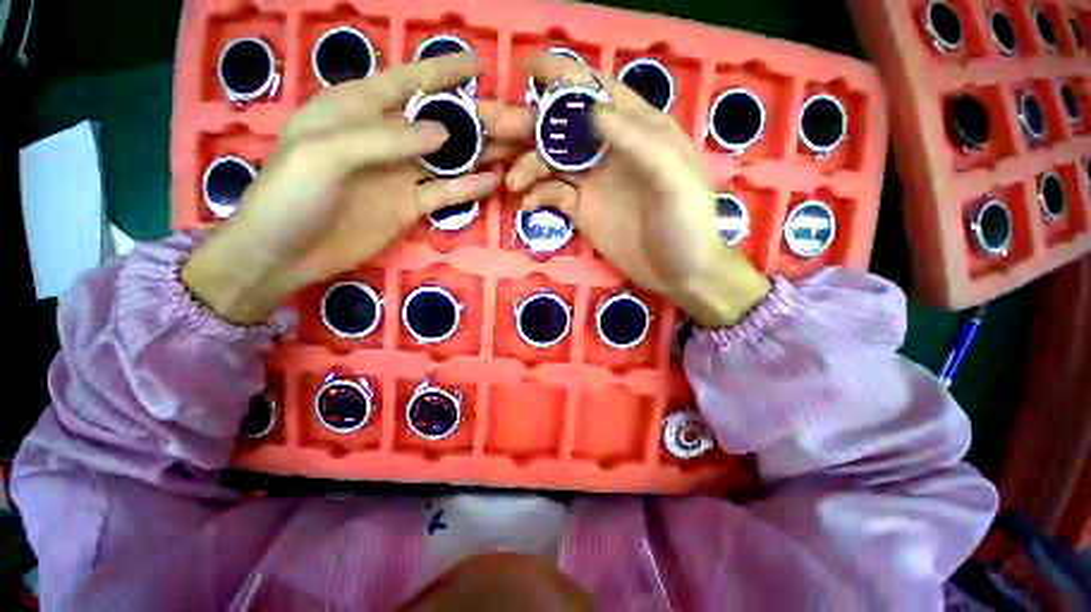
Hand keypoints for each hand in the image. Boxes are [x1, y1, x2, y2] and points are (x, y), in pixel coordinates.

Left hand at [183, 53, 524, 324]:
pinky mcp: (409, 206)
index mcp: (355, 109)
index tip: (477, 67)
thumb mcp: (326, 153)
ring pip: (447, 159)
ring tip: (512, 150)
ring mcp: (400, 175)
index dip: (441, 72)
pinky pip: (445, 193)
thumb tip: (444, 133)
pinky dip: (468, 188)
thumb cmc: (290, 194)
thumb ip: (385, 138)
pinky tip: (493, 182)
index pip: (406, 81)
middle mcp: (384, 138)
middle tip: (509, 119)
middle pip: (436, 122)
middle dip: (472, 119)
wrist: (283, 253)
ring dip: (478, 154)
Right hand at [506, 54, 770, 326]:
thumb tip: (591, 109)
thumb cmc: (687, 224)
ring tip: (510, 181)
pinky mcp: (582, 209)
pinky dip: (536, 195)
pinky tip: (528, 204)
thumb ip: (636, 140)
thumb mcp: (672, 178)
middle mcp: (608, 150)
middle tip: (489, 122)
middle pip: (562, 126)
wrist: (680, 273)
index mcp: (636, 130)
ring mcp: (592, 181)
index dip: (562, 77)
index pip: (595, 91)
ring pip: (550, 160)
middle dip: (526, 121)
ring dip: (525, 163)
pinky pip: (552, 194)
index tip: (527, 71)